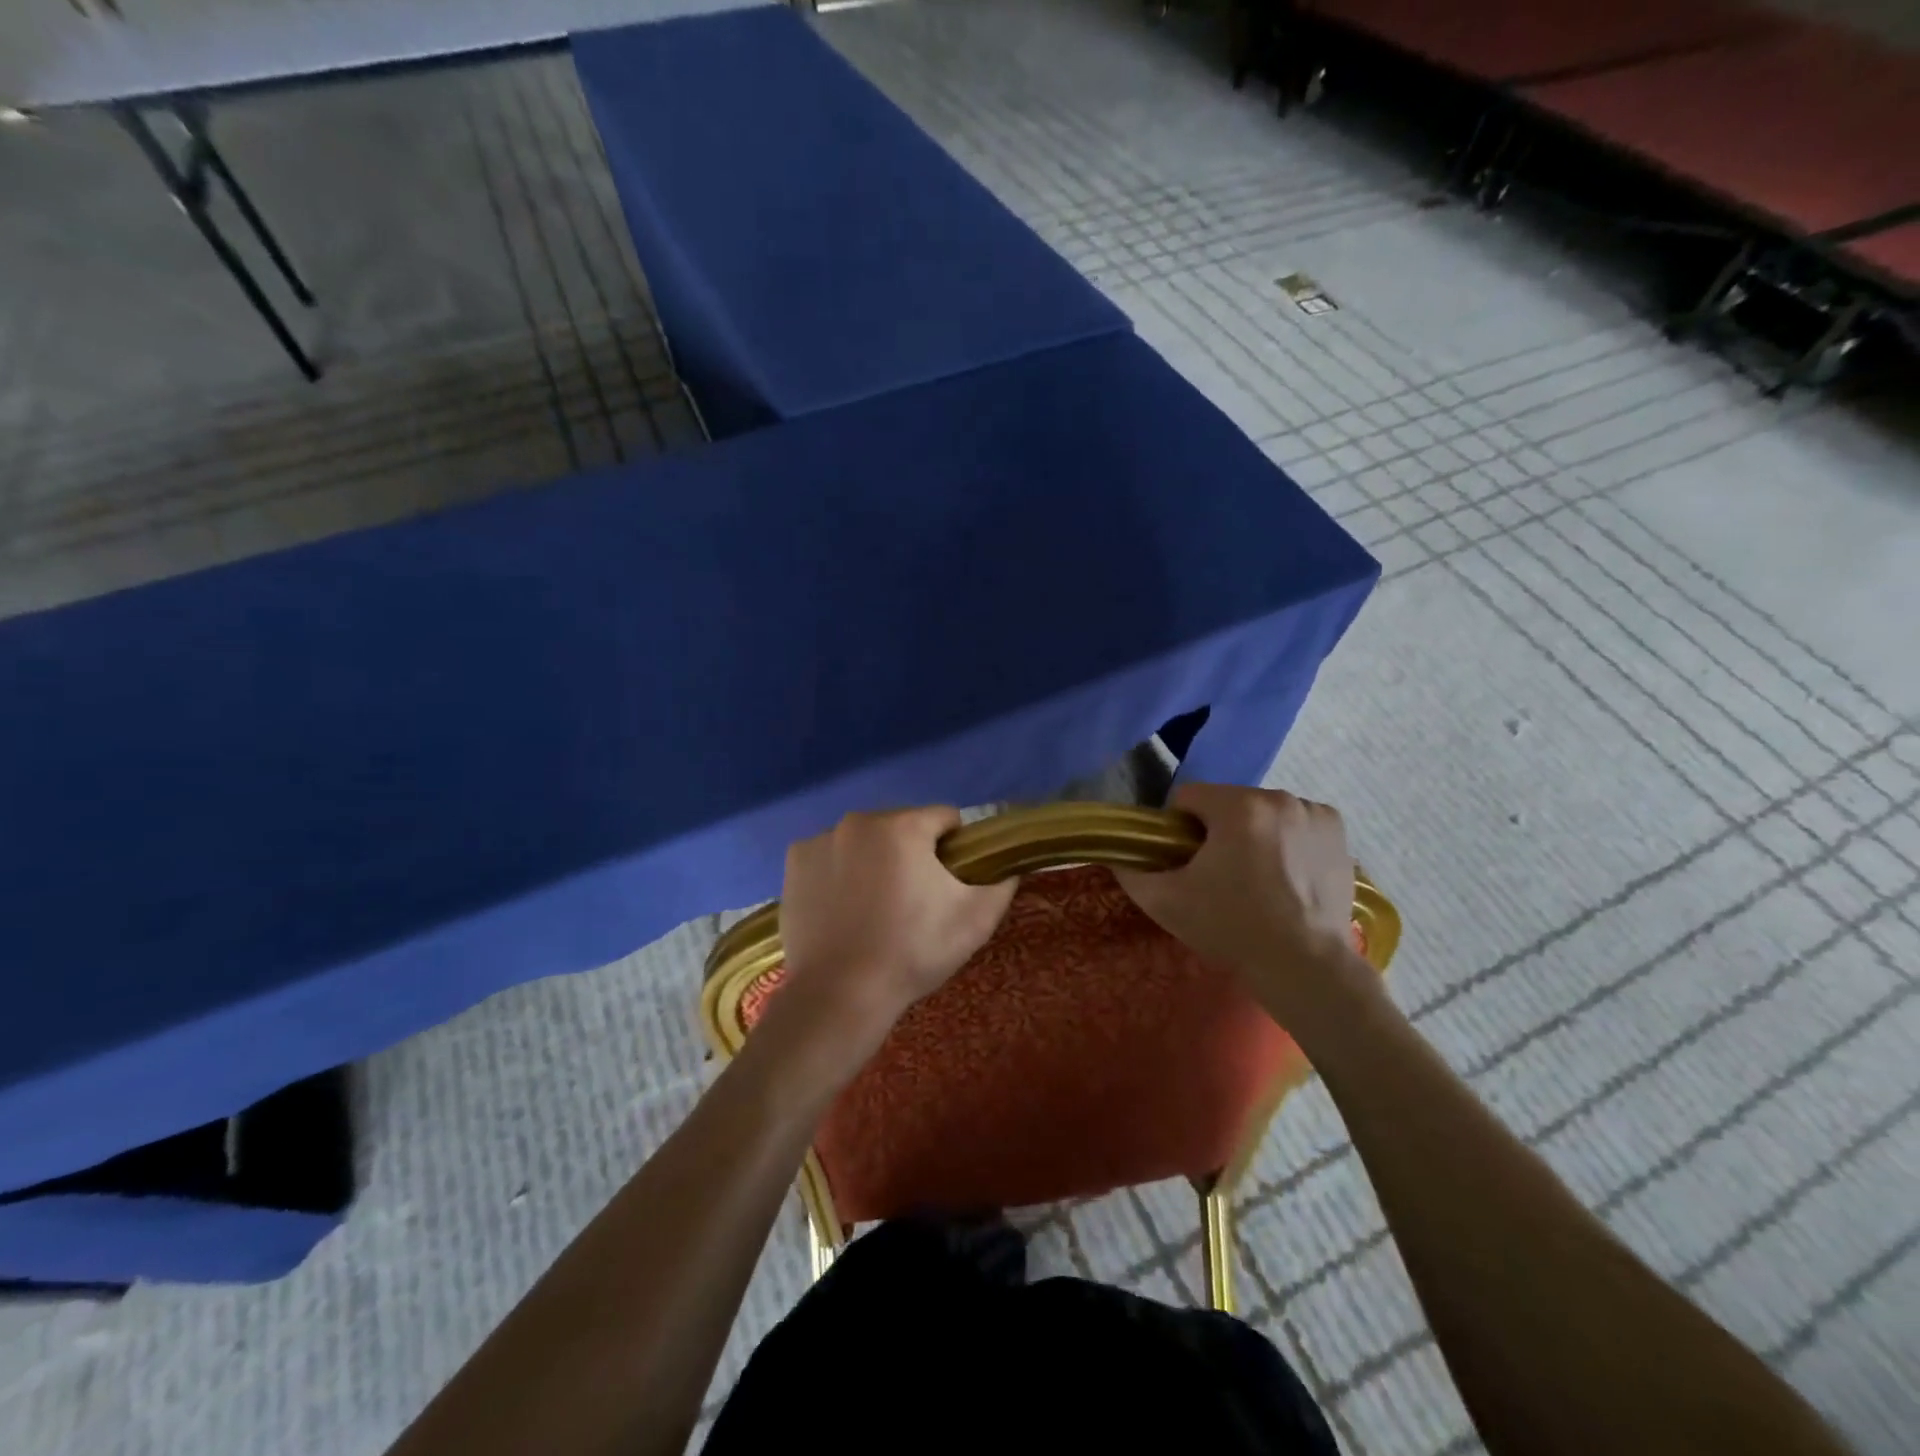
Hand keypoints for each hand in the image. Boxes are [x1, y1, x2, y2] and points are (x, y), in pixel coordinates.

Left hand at [777, 807, 1017, 1036]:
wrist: (840, 995)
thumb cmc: (913, 952)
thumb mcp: (976, 920)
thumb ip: (1002, 881)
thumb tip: (1007, 864)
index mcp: (903, 826)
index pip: (944, 819)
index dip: (955, 849)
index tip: (949, 884)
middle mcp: (858, 820)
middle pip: (901, 827)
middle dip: (912, 853)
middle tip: (912, 902)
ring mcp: (820, 839)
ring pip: (864, 841)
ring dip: (875, 860)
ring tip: (875, 910)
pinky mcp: (794, 862)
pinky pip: (830, 856)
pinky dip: (840, 872)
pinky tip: (843, 909)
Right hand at [1114, 783, 1372, 1035]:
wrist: (1305, 967)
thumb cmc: (1231, 929)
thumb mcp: (1166, 903)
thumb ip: (1130, 872)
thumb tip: (1115, 856)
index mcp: (1237, 806)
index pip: (1188, 797)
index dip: (1178, 829)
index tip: (1185, 863)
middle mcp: (1278, 797)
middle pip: (1227, 804)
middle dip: (1217, 832)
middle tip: (1219, 877)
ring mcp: (1313, 813)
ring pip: (1262, 813)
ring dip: (1252, 834)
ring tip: (1256, 880)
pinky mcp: (1337, 831)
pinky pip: (1296, 823)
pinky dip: (1287, 839)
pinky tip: (1287, 875)